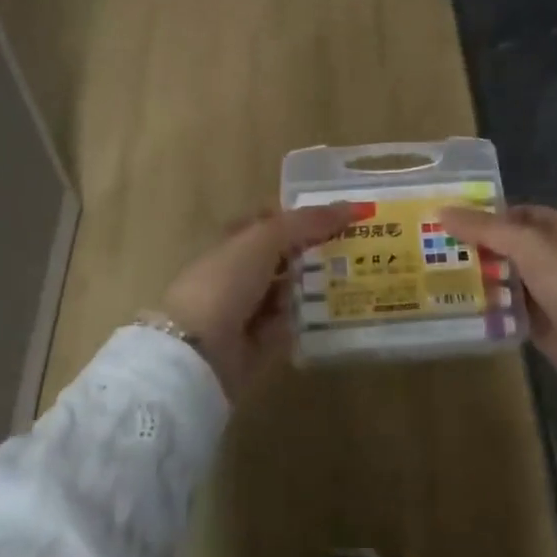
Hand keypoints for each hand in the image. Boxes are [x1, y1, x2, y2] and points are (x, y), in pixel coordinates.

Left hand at [157, 203, 354, 400]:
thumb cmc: (226, 281)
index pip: (271, 223)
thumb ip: (307, 222)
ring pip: (290, 291)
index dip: (301, 219)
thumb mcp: (266, 238)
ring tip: (357, 279)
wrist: (198, 349)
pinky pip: (291, 325)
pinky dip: (309, 320)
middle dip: (315, 253)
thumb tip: (351, 207)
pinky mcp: (259, 343)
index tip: (340, 218)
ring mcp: (249, 309)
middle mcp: (241, 272)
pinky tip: (338, 313)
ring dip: (316, 287)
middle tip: (357, 250)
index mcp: (234, 242)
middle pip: (284, 258)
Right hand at [439, 205, 556, 429]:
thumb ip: (486, 229)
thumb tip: (442, 211)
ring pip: (504, 277)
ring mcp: (548, 291)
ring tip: (431, 271)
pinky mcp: (540, 323)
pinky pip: (506, 307)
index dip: (483, 214)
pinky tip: (452, 302)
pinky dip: (485, 304)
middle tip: (430, 245)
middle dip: (474, 245)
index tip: (446, 218)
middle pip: (507, 245)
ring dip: (476, 276)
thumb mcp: (529, 247)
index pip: (516, 214)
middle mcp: (555, 257)